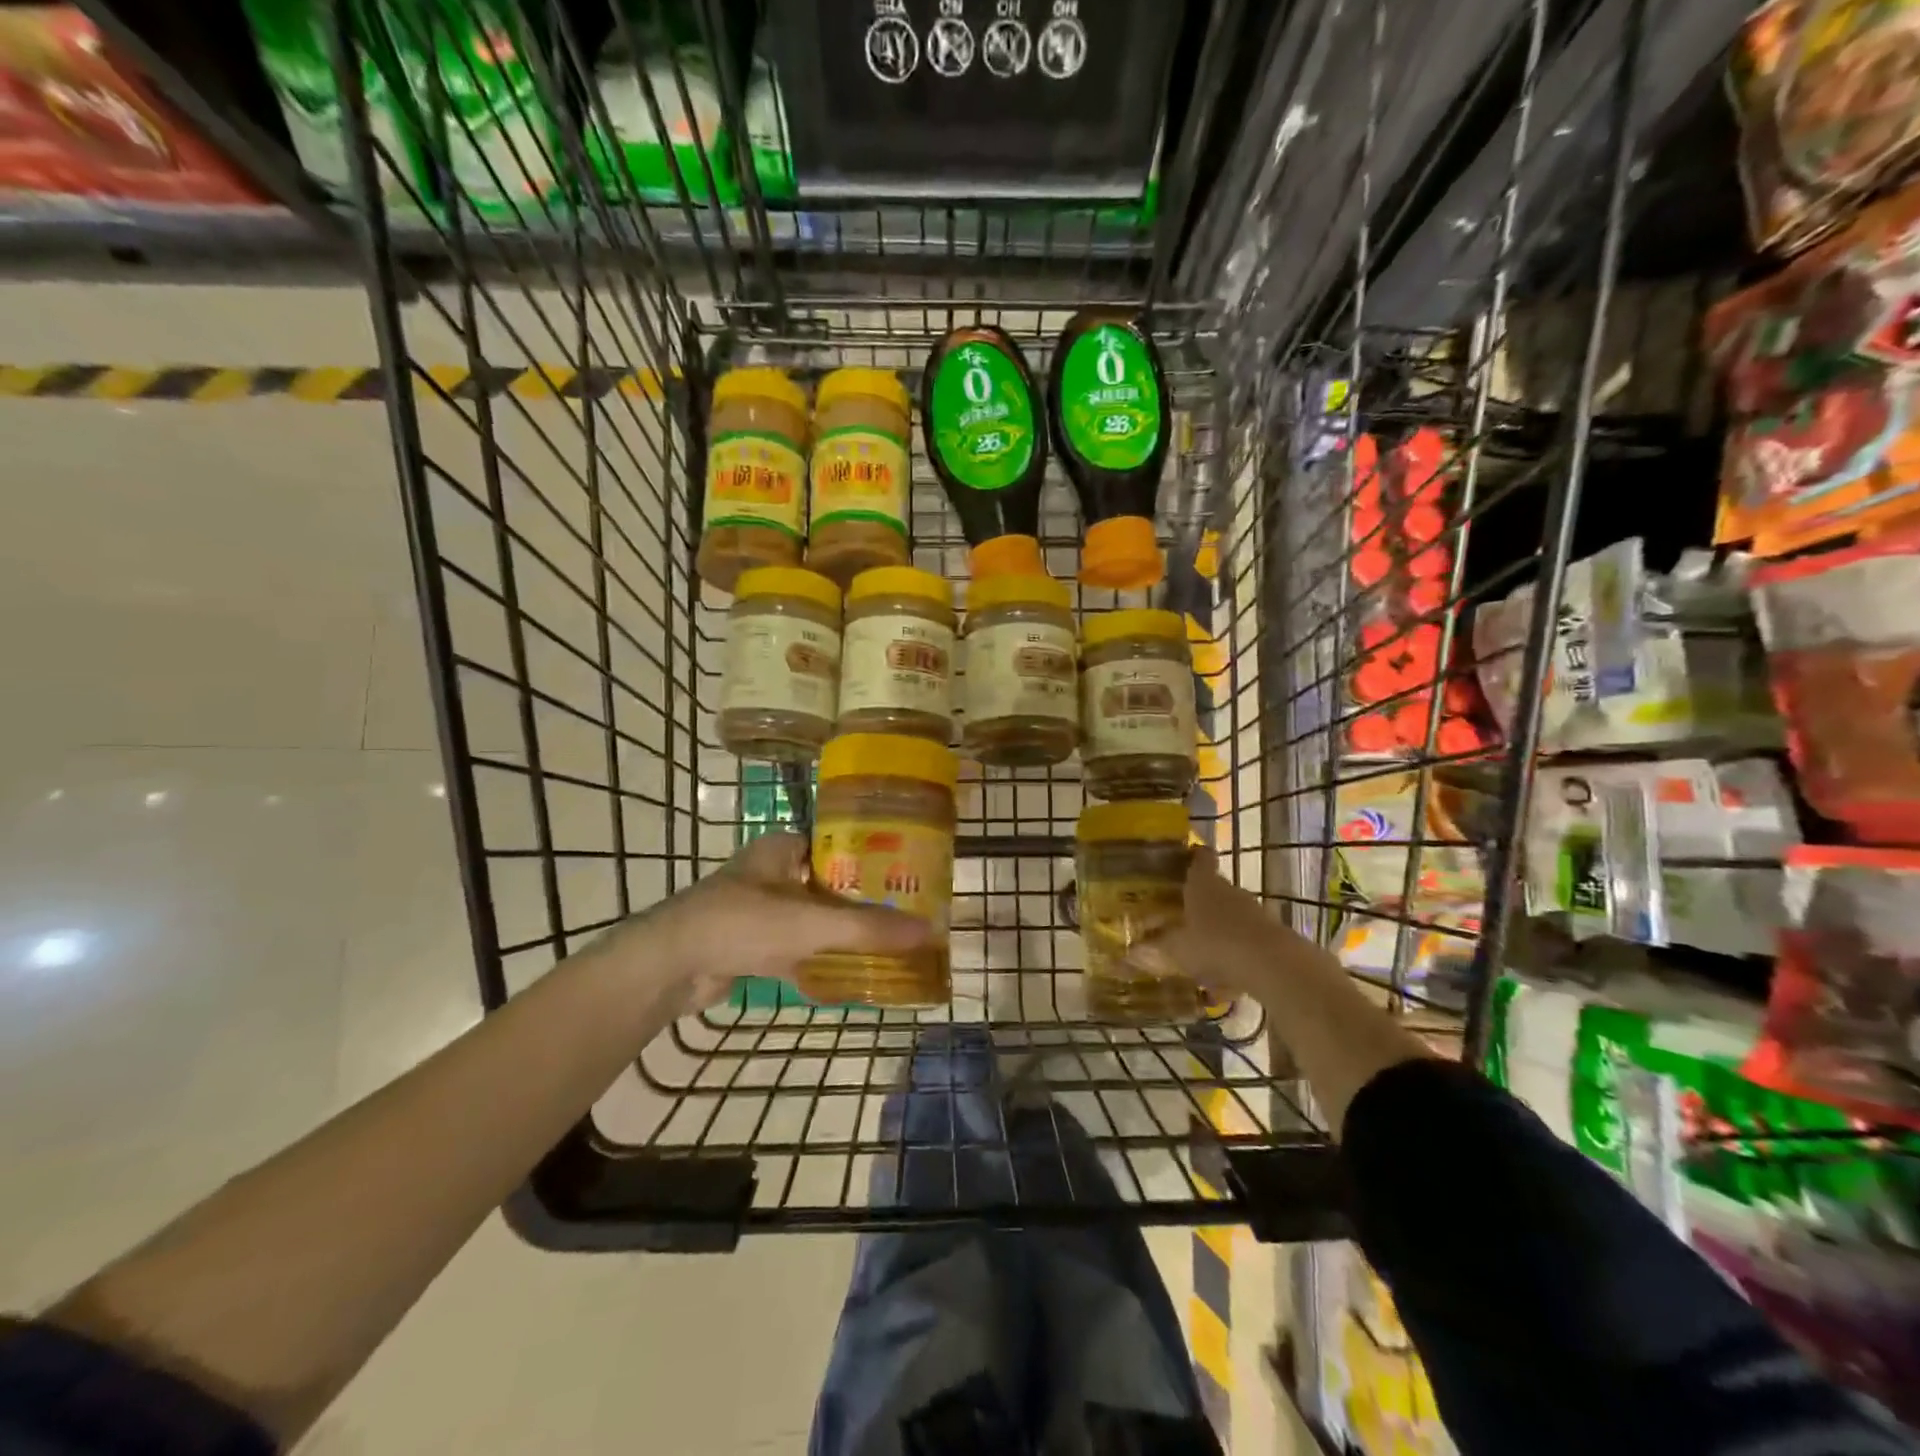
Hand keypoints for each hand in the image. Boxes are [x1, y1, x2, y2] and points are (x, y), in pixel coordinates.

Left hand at [598, 832, 929, 1009]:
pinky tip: (850, 981)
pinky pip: (795, 951)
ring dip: (842, 935)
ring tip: (887, 948)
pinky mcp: (749, 947)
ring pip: (812, 920)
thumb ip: (869, 927)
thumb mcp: (812, 922)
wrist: (668, 968)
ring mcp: (758, 911)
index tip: (907, 874)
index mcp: (782, 849)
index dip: (872, 857)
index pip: (837, 843)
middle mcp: (771, 873)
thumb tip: (930, 931)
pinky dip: (819, 964)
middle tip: (905, 916)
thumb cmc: (741, 924)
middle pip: (829, 885)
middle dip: (862, 902)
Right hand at [1124, 848, 1309, 1000]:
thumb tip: (1125, 957)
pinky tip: (1223, 977)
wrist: (1271, 964)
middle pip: (1213, 887)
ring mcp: (1253, 911)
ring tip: (1198, 948)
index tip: (1184, 857)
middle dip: (1198, 900)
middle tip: (1179, 912)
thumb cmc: (1214, 944)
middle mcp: (1228, 891)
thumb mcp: (1176, 950)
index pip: (1200, 858)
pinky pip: (1244, 938)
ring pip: (1230, 913)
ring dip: (1217, 927)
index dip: (1193, 855)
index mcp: (1203, 884)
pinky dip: (1233, 950)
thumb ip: (1153, 951)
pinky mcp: (1270, 935)